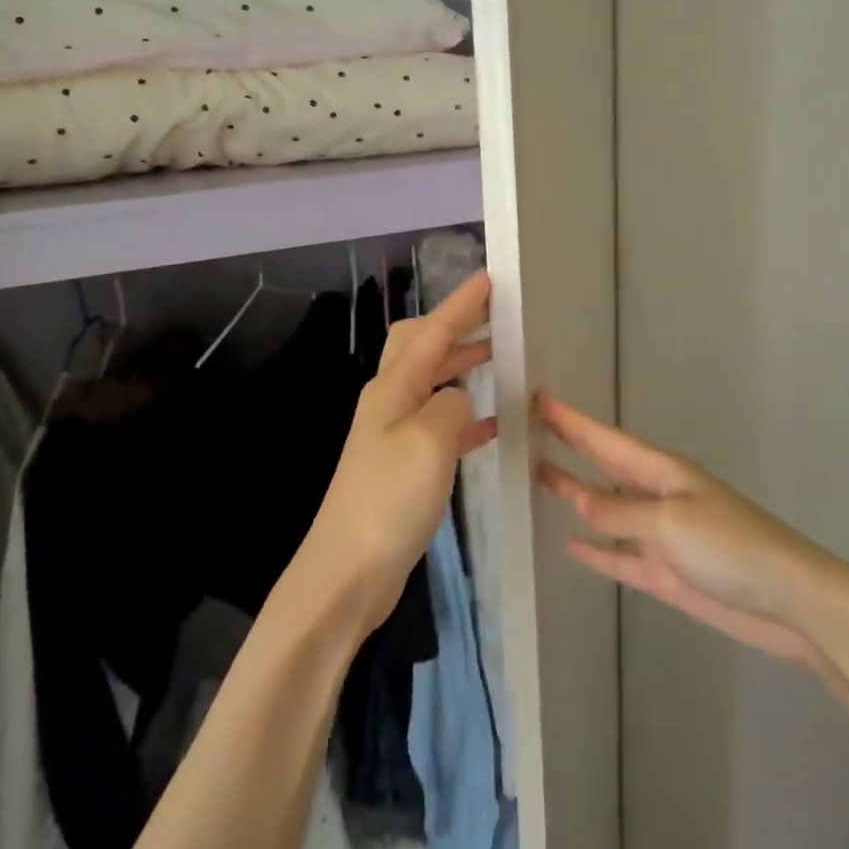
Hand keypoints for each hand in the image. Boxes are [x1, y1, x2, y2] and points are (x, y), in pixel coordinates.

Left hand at [304, 271, 496, 633]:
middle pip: (421, 348)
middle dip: (455, 327)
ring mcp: (393, 435)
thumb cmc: (387, 500)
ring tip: (500, 360)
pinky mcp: (402, 467)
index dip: (461, 304)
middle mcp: (389, 403)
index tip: (489, 278)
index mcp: (393, 388)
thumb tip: (459, 400)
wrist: (347, 571)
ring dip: (462, 367)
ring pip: (432, 384)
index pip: (432, 332)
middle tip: (495, 318)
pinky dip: (465, 415)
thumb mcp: (428, 442)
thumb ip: (451, 407)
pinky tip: (492, 425)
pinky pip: (440, 425)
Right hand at [537, 394, 846, 668]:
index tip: (537, 398)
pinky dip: (596, 552)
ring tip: (539, 475)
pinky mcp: (664, 574)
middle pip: (602, 465)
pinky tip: (571, 545)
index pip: (603, 439)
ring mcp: (659, 535)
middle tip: (528, 427)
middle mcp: (655, 496)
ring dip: (575, 493)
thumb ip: (618, 512)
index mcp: (660, 471)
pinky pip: (619, 558)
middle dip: (569, 444)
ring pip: (605, 509)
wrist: (790, 601)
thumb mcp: (669, 522)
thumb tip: (578, 499)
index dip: (570, 419)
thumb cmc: (730, 547)